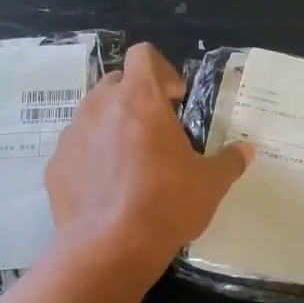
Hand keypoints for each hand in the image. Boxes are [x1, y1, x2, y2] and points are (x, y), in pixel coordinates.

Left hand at [47, 42, 252, 272]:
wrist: (109, 247)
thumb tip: (247, 150)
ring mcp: (73, 134)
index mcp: (140, 99)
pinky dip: (92, 158)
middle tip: (157, 132)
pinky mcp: (56, 165)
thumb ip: (229, 161)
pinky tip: (109, 189)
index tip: (175, 99)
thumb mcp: (210, 184)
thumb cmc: (166, 204)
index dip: (162, 70)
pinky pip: (77, 149)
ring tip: (132, 163)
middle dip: (136, 99)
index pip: (143, 55)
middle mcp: (100, 106)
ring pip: (93, 115)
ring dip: (113, 128)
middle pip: (116, 82)